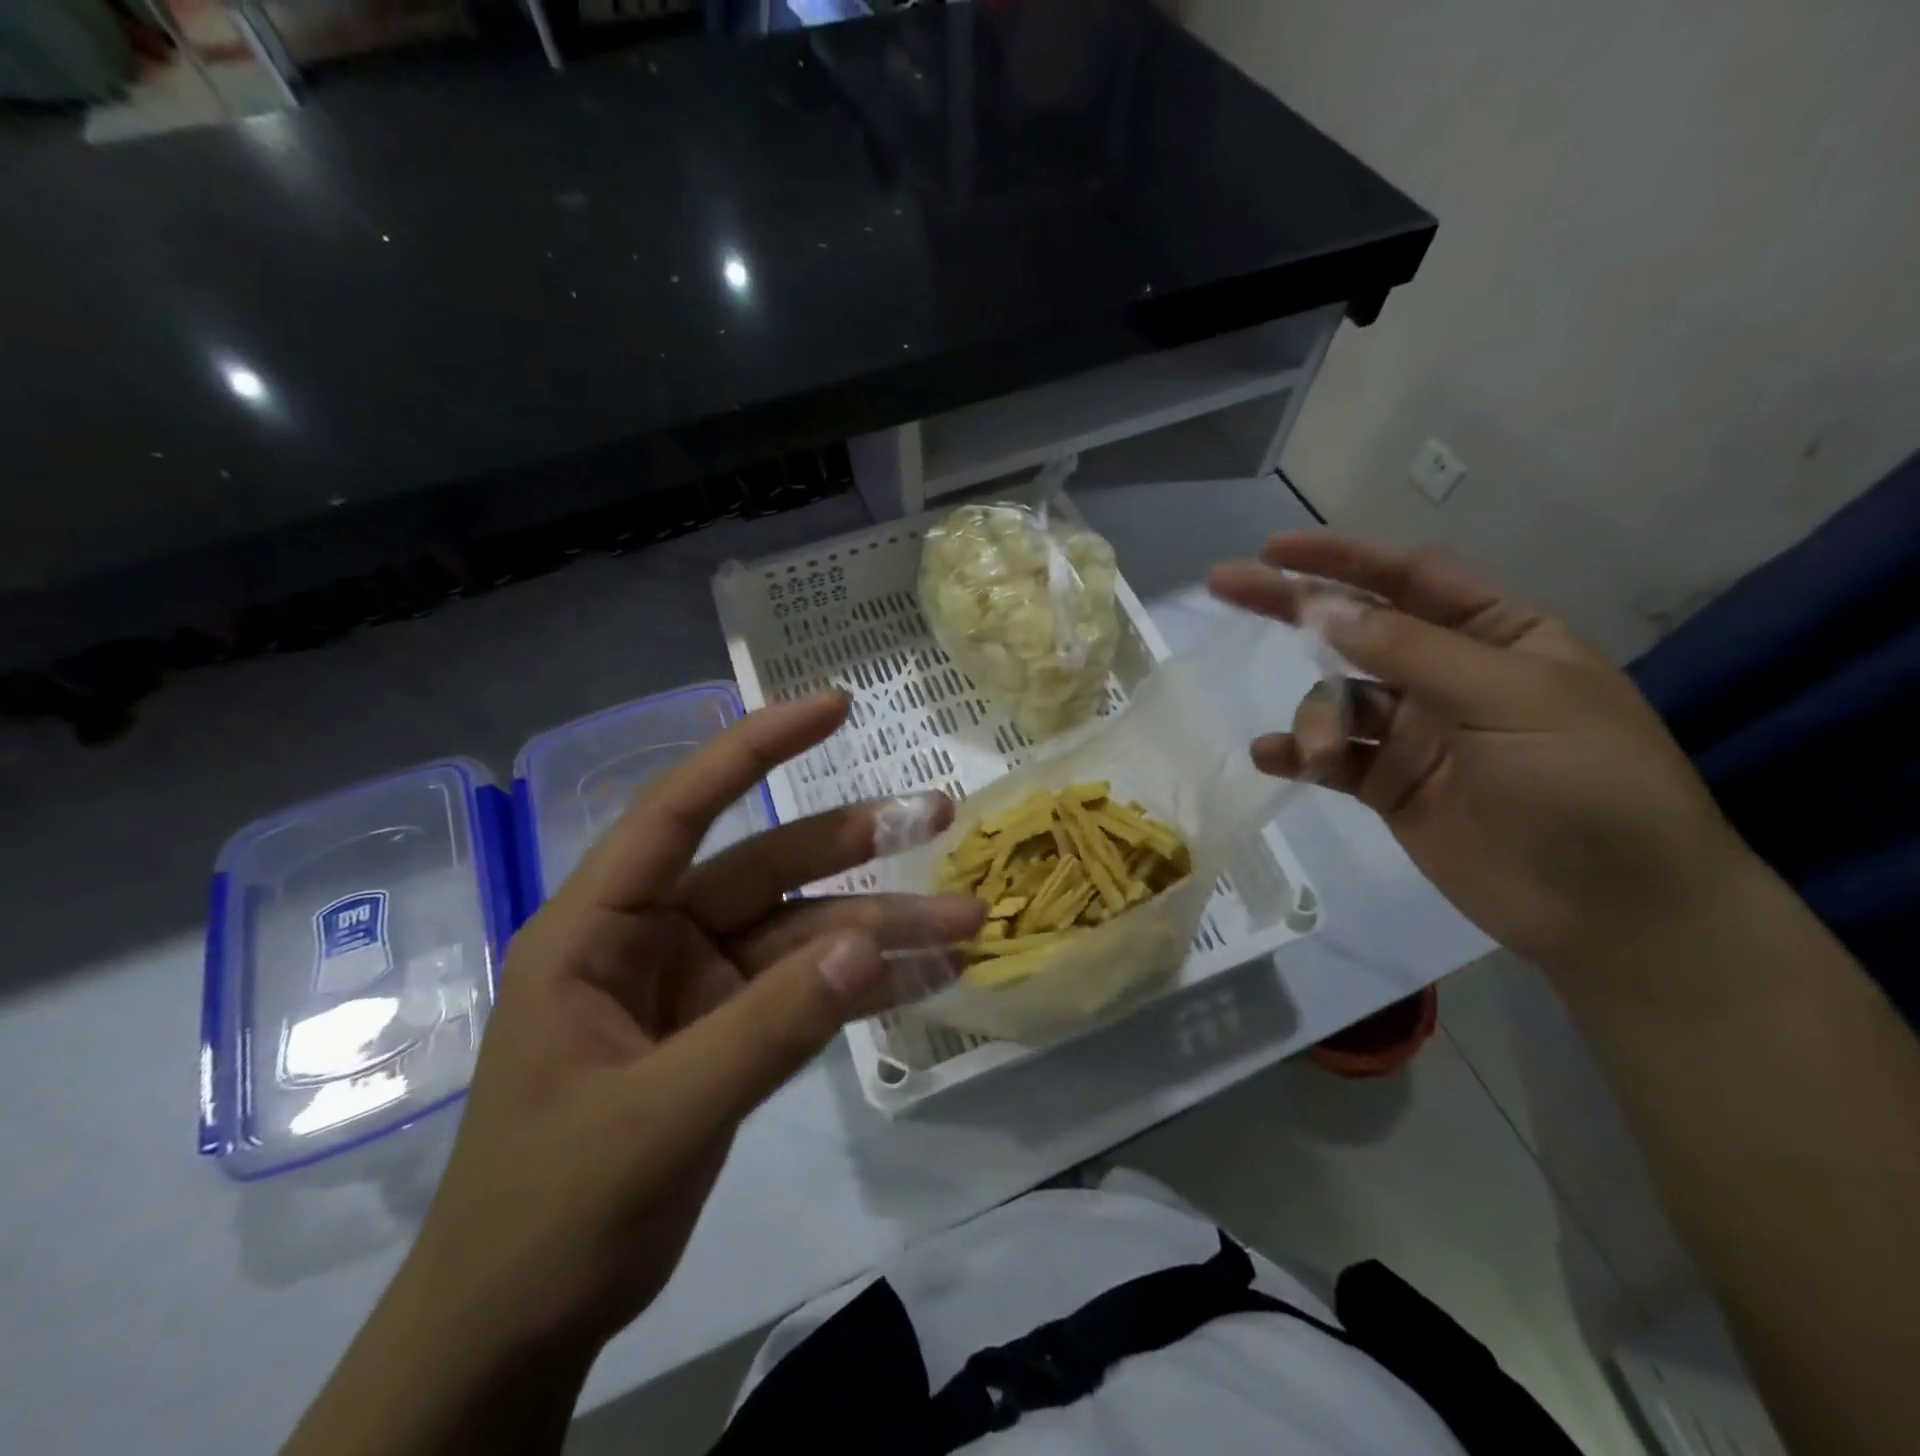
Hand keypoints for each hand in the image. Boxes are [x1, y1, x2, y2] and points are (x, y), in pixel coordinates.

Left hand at [399, 690, 981, 1352]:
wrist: (519, 1330)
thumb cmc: (548, 1214)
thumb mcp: (658, 1117)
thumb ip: (767, 1028)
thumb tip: (870, 945)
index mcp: (598, 928)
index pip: (681, 809)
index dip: (757, 749)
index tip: (835, 707)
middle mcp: (653, 938)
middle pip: (768, 869)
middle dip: (857, 846)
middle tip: (941, 819)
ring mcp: (698, 986)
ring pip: (804, 934)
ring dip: (884, 929)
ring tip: (968, 922)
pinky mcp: (730, 1033)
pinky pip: (808, 992)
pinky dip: (867, 986)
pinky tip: (932, 978)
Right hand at [1210, 535, 1747, 976]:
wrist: (1613, 912)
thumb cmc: (1586, 784)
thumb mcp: (1510, 699)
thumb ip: (1411, 651)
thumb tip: (1323, 610)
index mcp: (1497, 635)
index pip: (1409, 578)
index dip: (1342, 559)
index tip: (1274, 551)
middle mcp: (1448, 675)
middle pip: (1356, 628)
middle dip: (1293, 607)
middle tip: (1225, 584)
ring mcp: (1415, 732)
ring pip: (1338, 700)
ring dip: (1317, 717)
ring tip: (1323, 752)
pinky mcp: (1388, 785)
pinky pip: (1330, 757)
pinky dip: (1299, 752)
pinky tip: (1273, 756)